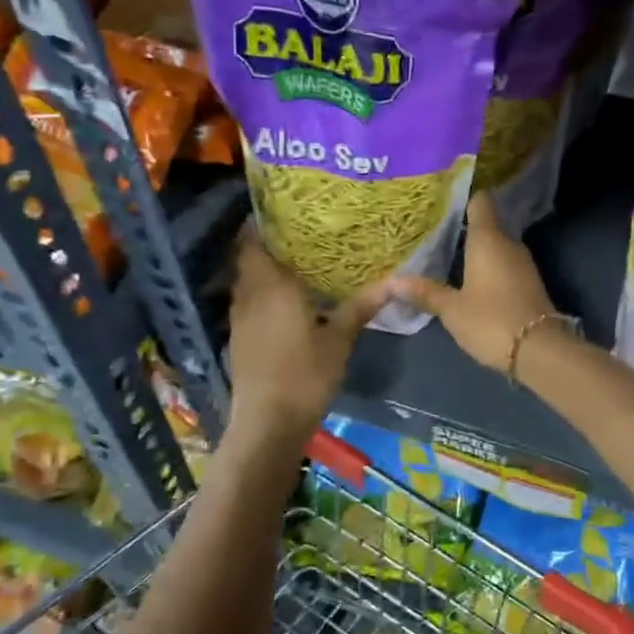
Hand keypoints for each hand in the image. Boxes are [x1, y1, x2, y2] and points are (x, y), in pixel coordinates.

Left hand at [226, 227, 387, 441]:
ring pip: (247, 279)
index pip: (253, 240)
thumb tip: (394, 281)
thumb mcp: (339, 339)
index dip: (263, 222)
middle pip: (248, 256)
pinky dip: (263, 290)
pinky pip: (249, 299)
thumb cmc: (305, 375)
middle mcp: (249, 294)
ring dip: (265, 267)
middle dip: (269, 242)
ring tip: (299, 259)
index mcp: (271, 287)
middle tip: (303, 233)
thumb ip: (361, 306)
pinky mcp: (240, 336)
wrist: (268, 422)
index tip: (288, 212)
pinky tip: (289, 297)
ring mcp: (240, 317)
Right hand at [390, 193, 556, 372]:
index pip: (479, 202)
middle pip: (486, 225)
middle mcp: (509, 244)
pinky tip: (469, 277)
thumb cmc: (491, 321)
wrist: (540, 351)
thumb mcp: (452, 309)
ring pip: (495, 247)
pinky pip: (504, 265)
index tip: (443, 196)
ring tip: (446, 252)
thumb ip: (425, 292)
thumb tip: (392, 280)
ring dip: (475, 249)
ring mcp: (523, 263)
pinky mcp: (529, 283)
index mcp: (488, 239)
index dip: (464, 196)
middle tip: (434, 229)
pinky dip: (488, 267)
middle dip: (464, 226)